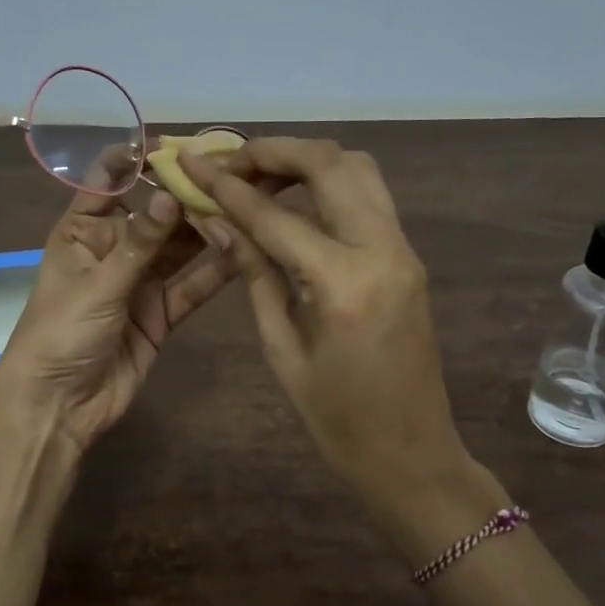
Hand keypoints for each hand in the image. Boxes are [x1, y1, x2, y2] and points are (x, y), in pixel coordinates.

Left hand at [0, 156, 243, 454]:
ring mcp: (140, 282)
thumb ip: (140, 243)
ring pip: (180, 248)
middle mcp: (115, 249)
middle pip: (155, 214)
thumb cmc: (59, 334)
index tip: (174, 145)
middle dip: (187, 194)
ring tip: (247, 203)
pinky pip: (192, 287)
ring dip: (208, 229)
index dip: (136, 160)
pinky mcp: (161, 314)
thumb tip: (171, 195)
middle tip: (232, 171)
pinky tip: (245, 250)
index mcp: (83, 231)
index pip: (108, 182)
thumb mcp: (97, 284)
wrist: (57, 407)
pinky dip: (215, 271)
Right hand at [179, 138, 476, 532]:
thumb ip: (254, 275)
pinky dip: (328, 184)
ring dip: (306, 161)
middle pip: (330, 163)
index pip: (275, 215)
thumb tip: (218, 223)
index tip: (192, 162)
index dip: (227, 186)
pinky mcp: (408, 256)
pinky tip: (292, 203)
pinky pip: (368, 197)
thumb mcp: (282, 350)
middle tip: (229, 162)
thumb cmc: (337, 420)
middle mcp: (383, 250)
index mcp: (345, 283)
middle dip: (274, 151)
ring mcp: (403, 249)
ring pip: (358, 169)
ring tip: (258, 177)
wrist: (413, 454)